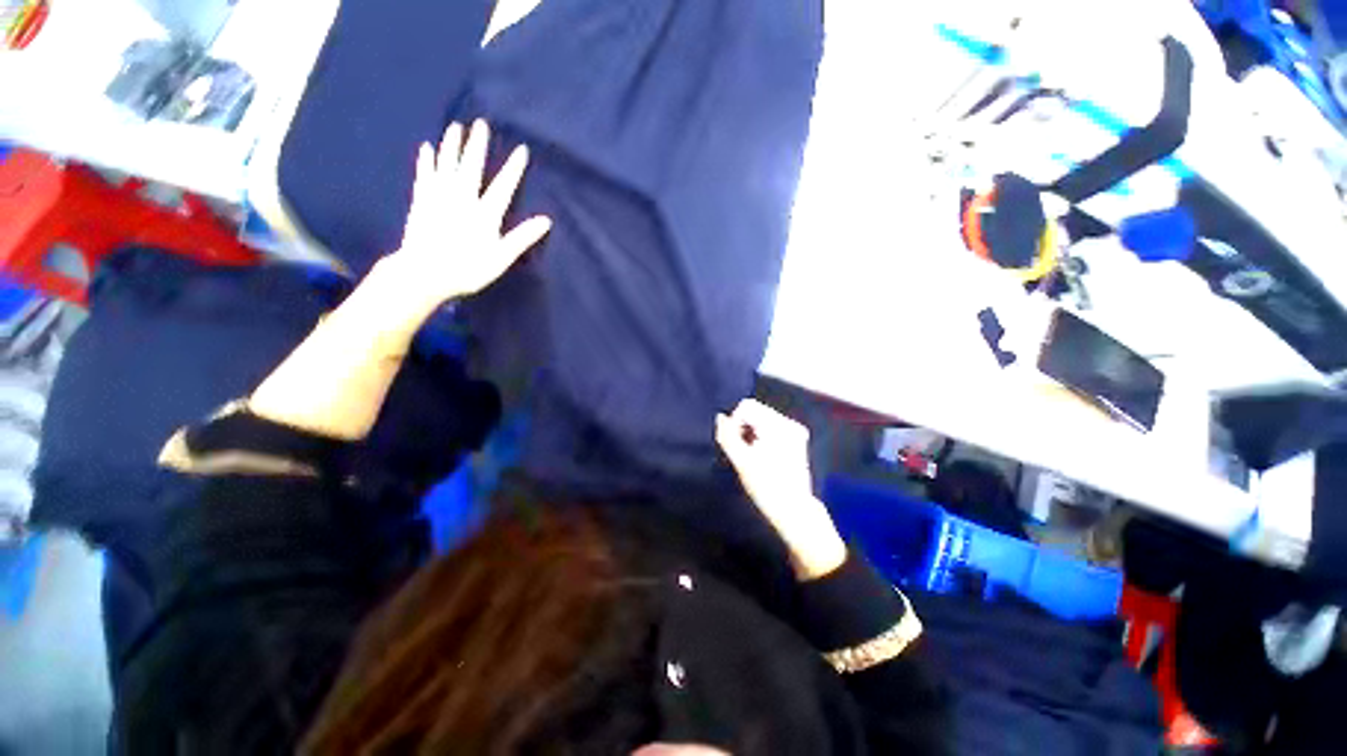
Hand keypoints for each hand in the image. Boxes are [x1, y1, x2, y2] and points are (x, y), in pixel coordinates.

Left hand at [385, 119, 552, 312]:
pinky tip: (427, 148)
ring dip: (452, 145)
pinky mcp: (421, 201)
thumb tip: (546, 221)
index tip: (521, 149)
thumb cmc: (468, 269)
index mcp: (485, 213)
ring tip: (456, 127)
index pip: (503, 186)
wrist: (425, 272)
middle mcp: (462, 198)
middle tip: (481, 124)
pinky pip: (424, 175)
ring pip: (446, 164)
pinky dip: (426, 161)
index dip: (513, 168)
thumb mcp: (501, 257)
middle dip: (477, 145)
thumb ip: (522, 237)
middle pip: (471, 167)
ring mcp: (439, 197)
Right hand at [716, 399, 846, 579]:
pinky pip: (771, 428)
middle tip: (741, 452)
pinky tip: (760, 455)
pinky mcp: (797, 439)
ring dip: (751, 433)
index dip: (734, 422)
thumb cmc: (766, 488)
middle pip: (756, 411)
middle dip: (743, 427)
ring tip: (750, 455)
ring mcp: (795, 431)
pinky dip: (761, 437)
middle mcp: (790, 423)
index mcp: (778, 425)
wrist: (794, 511)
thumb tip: (720, 417)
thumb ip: (727, 436)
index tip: (733, 445)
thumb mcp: (741, 462)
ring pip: (762, 419)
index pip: (747, 406)